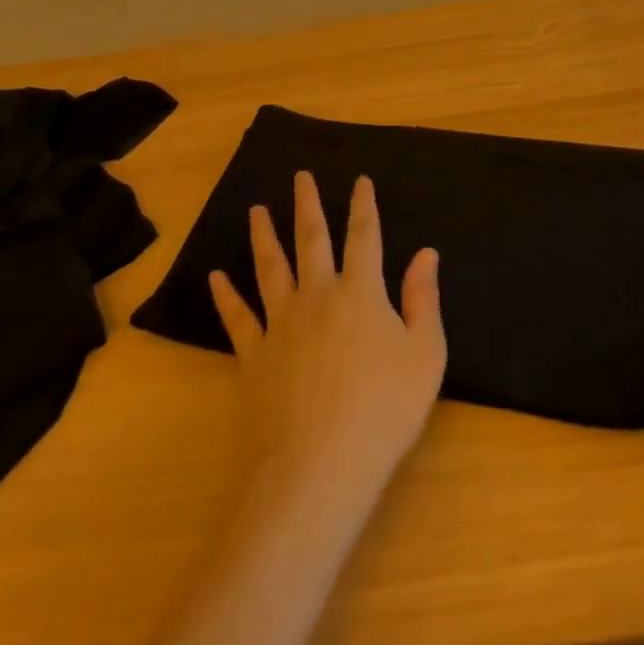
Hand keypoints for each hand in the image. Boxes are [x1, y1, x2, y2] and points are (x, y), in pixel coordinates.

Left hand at [209, 172, 445, 494]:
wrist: (316, 469)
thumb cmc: (382, 411)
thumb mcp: (424, 356)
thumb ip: (423, 300)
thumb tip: (426, 253)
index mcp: (361, 292)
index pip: (364, 236)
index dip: (363, 206)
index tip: (359, 180)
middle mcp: (317, 295)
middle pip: (311, 239)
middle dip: (308, 204)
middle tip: (300, 175)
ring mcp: (280, 323)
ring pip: (270, 267)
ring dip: (263, 235)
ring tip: (256, 210)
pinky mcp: (253, 355)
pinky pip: (238, 317)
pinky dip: (226, 295)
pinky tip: (217, 277)